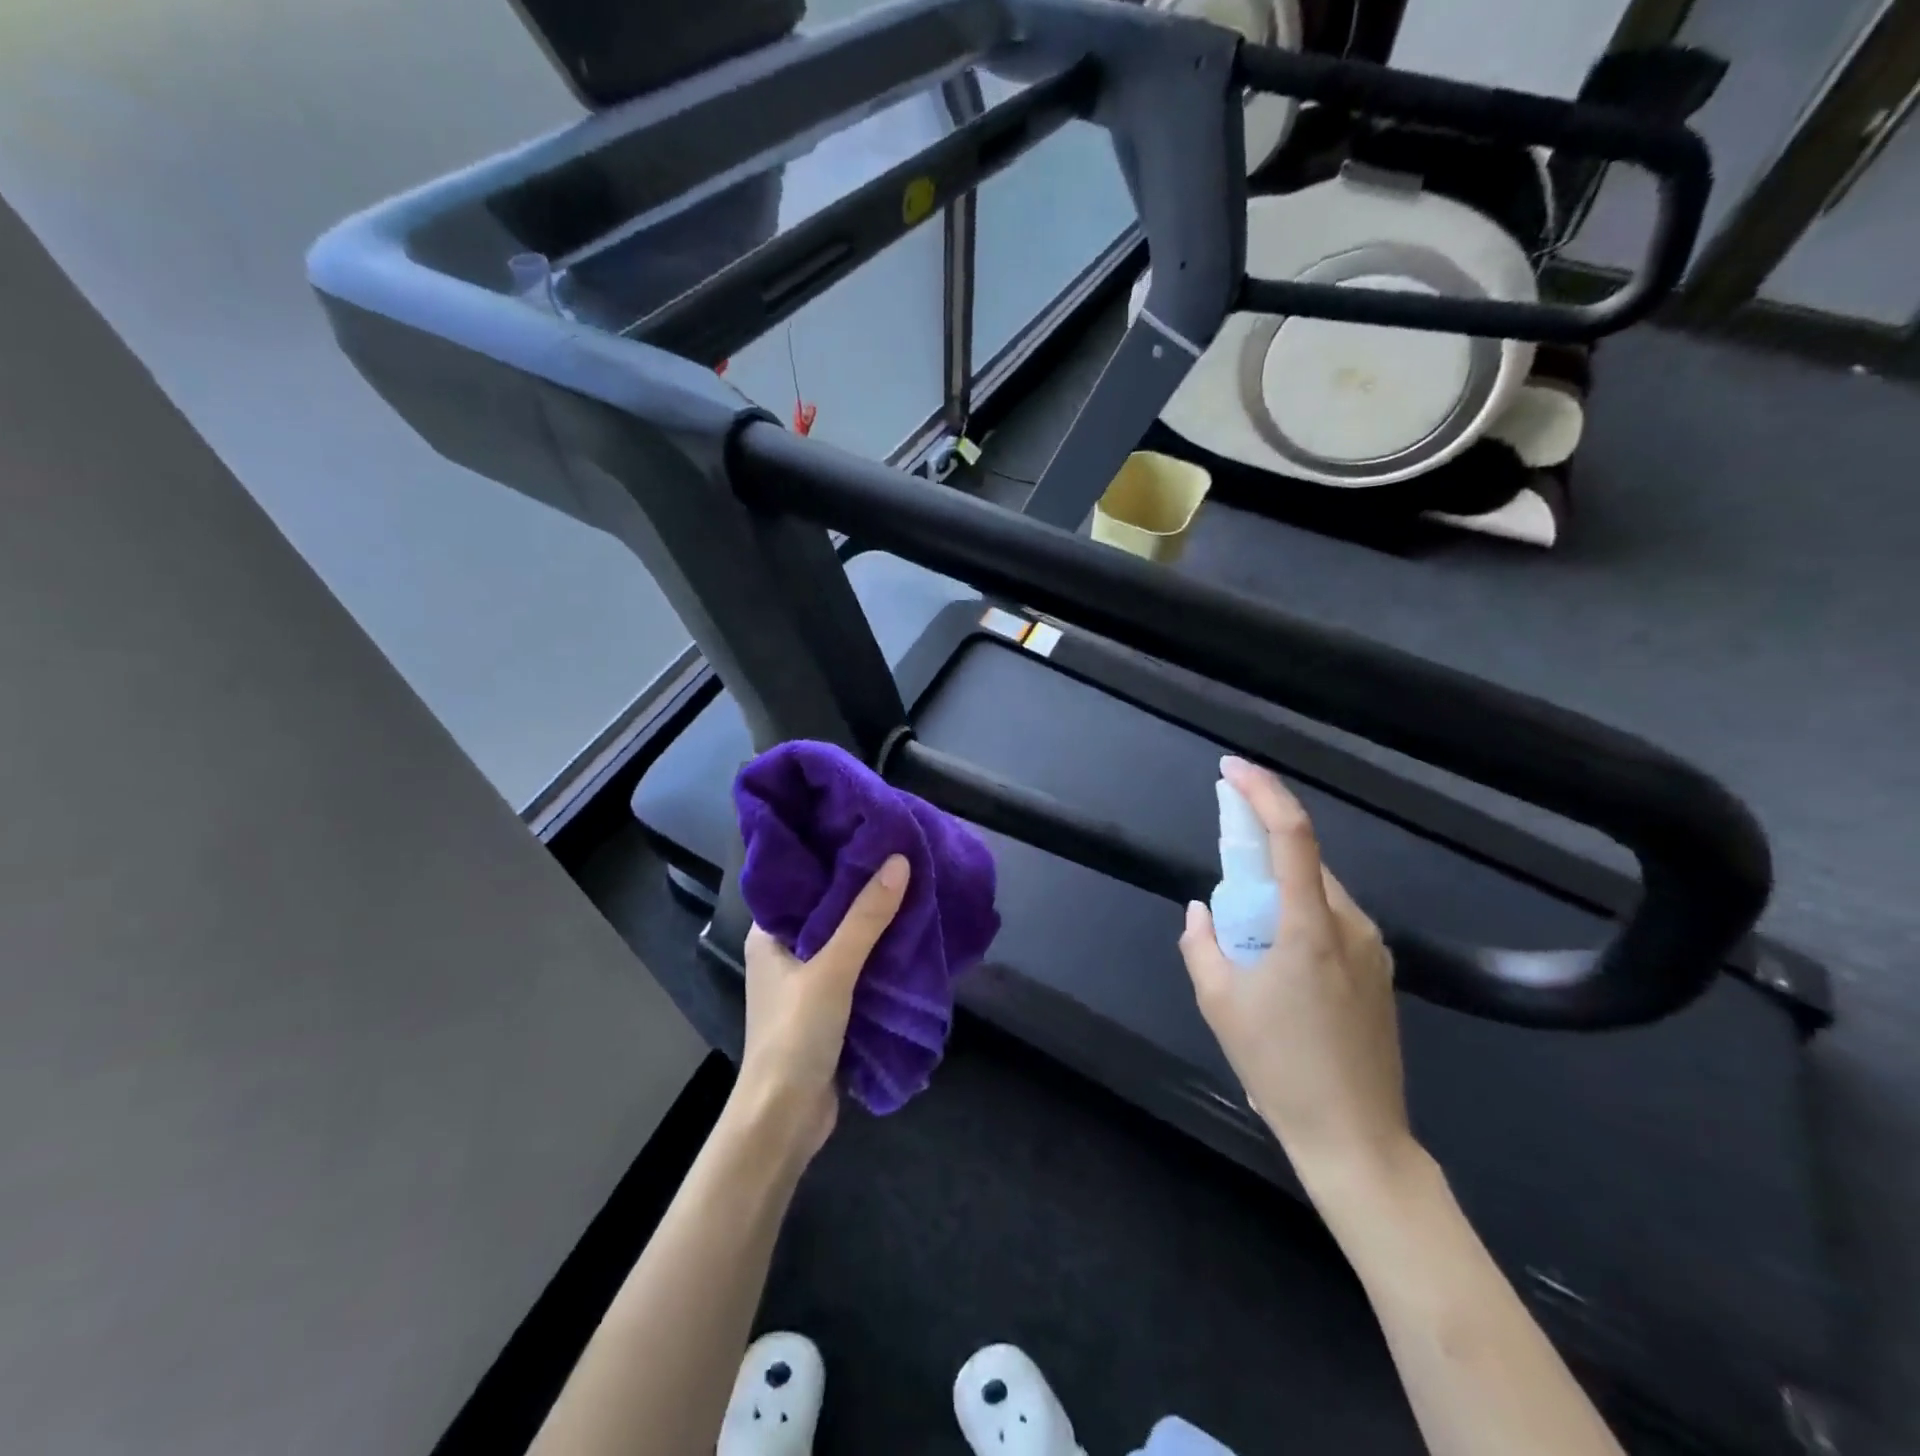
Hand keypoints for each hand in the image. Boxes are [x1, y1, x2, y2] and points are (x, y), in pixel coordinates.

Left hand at [732, 855, 910, 1161]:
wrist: (786, 1119)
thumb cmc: (795, 1034)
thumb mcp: (832, 969)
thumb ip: (865, 918)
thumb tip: (900, 861)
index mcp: (769, 934)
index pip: (801, 881)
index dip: (832, 857)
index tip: (868, 832)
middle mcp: (784, 951)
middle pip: (828, 909)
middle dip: (862, 889)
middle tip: (901, 855)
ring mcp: (806, 981)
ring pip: (845, 939)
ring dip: (874, 923)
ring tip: (913, 887)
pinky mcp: (827, 1007)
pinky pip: (856, 968)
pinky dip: (879, 954)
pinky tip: (909, 936)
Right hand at [1179, 758, 1413, 1191]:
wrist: (1357, 1140)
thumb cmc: (1280, 1068)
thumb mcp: (1219, 1003)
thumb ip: (1201, 944)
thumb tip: (1202, 912)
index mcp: (1309, 927)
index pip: (1292, 835)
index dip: (1262, 792)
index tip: (1232, 769)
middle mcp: (1351, 926)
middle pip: (1306, 861)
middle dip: (1263, 846)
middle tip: (1224, 863)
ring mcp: (1374, 951)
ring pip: (1320, 892)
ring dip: (1280, 887)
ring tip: (1247, 931)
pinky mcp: (1381, 974)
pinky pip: (1334, 922)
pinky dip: (1300, 916)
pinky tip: (1278, 959)